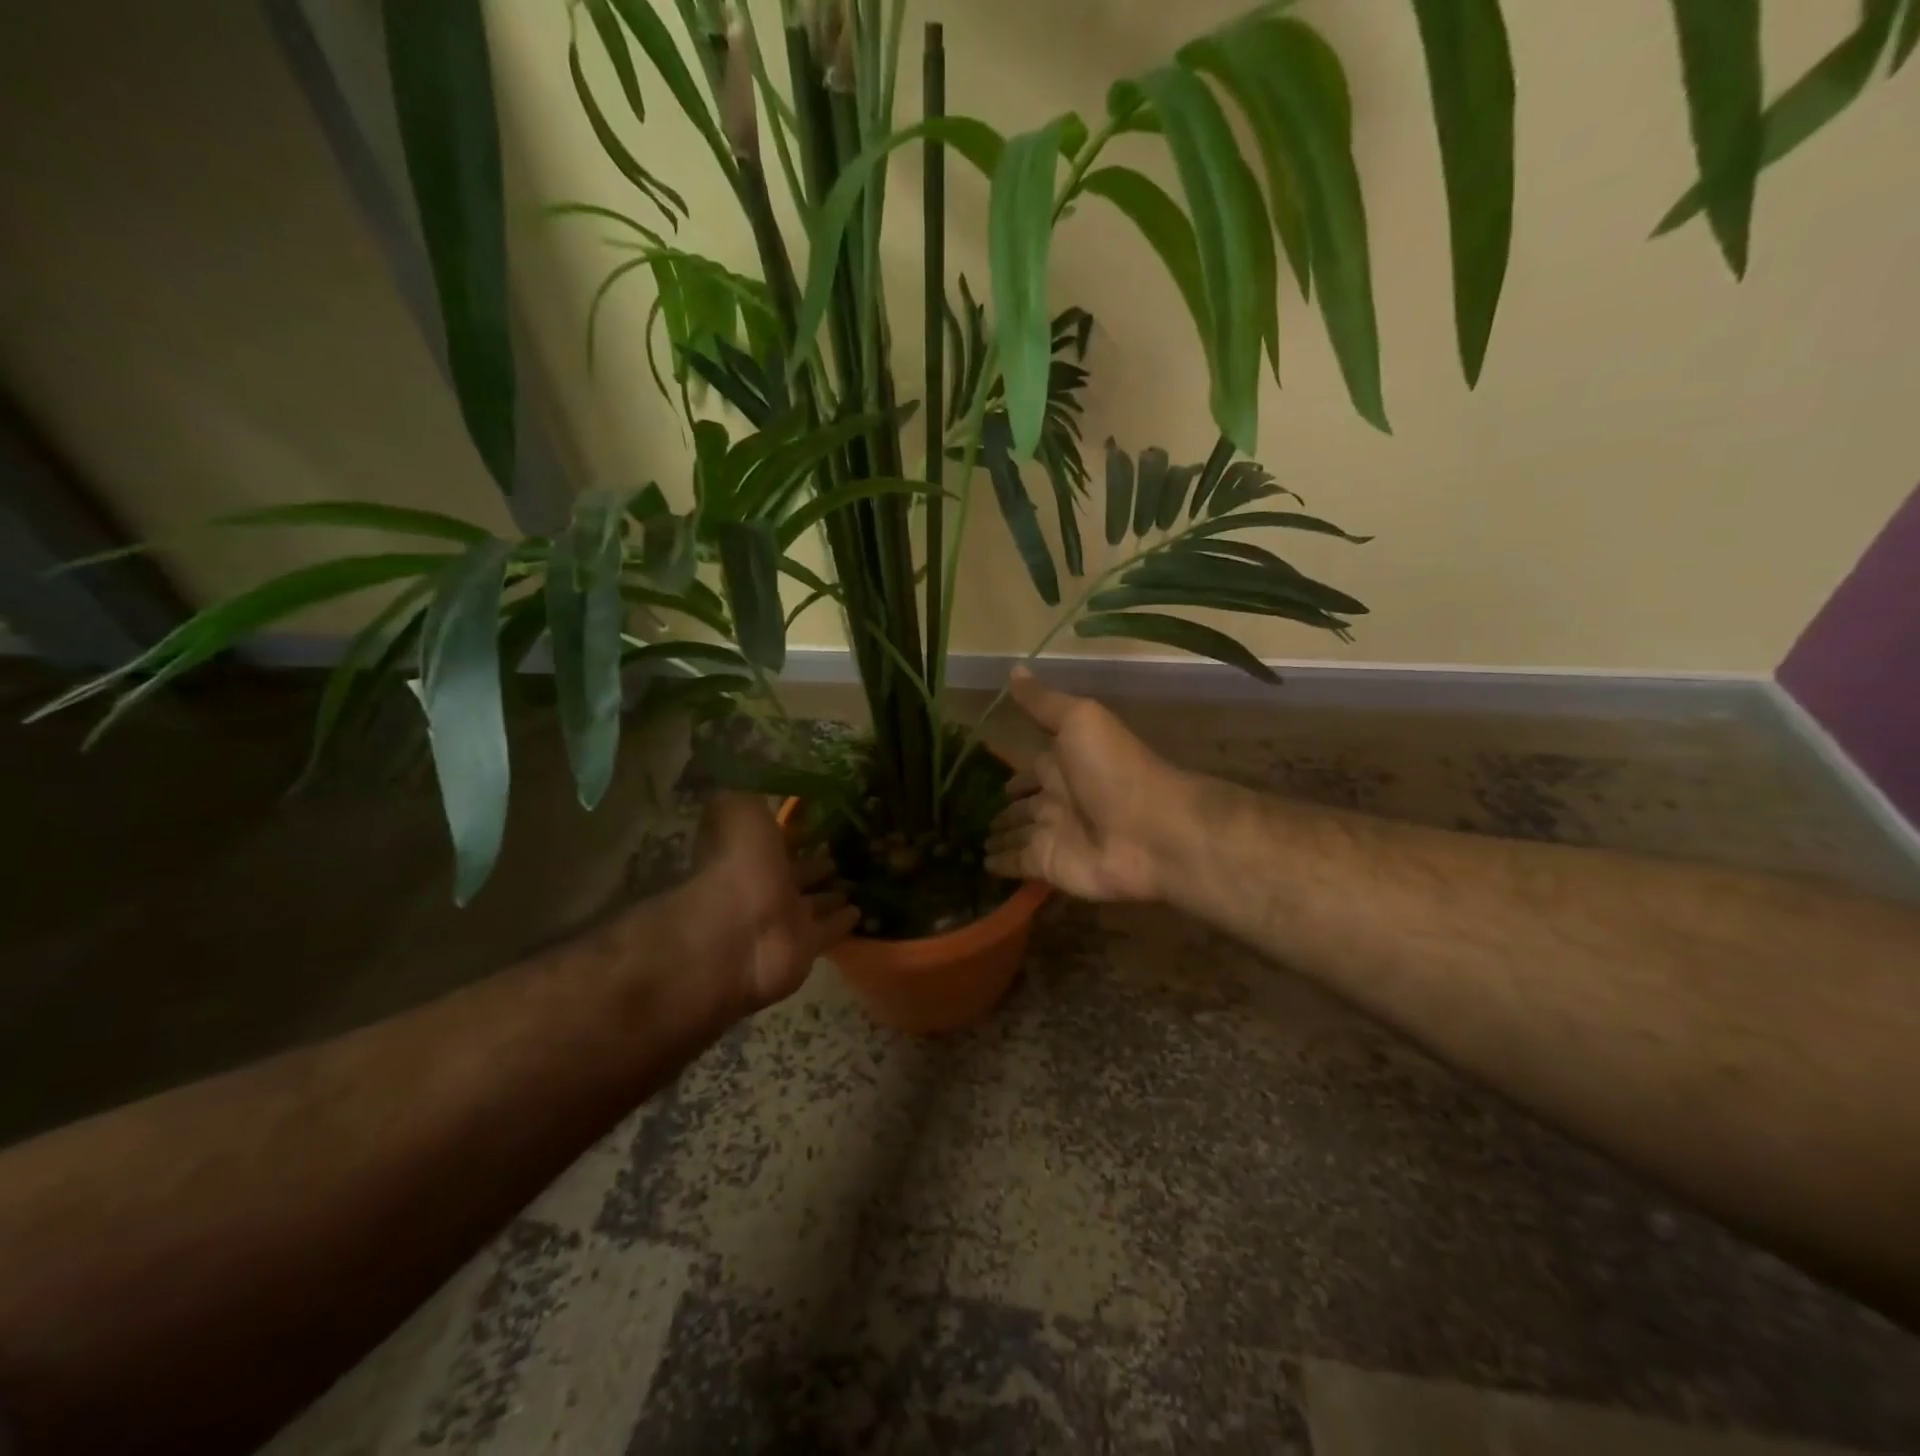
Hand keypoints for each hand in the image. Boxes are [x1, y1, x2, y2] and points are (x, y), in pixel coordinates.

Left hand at [688, 792, 859, 1009]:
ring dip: (832, 894)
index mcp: (751, 854)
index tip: (822, 820)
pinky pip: (830, 931)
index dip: (795, 831)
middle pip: (797, 873)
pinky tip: (862, 912)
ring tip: (857, 881)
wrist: (737, 934)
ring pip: (814, 903)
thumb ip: (753, 790)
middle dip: (817, 864)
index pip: (777, 840)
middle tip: (844, 852)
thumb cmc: (738, 866)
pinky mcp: (807, 948)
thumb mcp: (741, 810)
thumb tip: (758, 766)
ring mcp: (787, 920)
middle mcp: (767, 886)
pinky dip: (844, 922)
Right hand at [984, 669, 1184, 902]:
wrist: (1150, 830)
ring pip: (1017, 836)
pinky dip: (1000, 865)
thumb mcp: (1078, 721)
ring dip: (998, 837)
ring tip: (972, 843)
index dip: (1014, 776)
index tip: (988, 778)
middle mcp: (1056, 801)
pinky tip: (981, 865)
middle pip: (1023, 807)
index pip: (1031, 771)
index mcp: (1063, 765)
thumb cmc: (1113, 770)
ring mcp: (1053, 836)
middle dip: (1003, 811)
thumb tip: (1013, 668)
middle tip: (970, 816)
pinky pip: (1016, 865)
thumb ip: (1043, 703)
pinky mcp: (1048, 866)